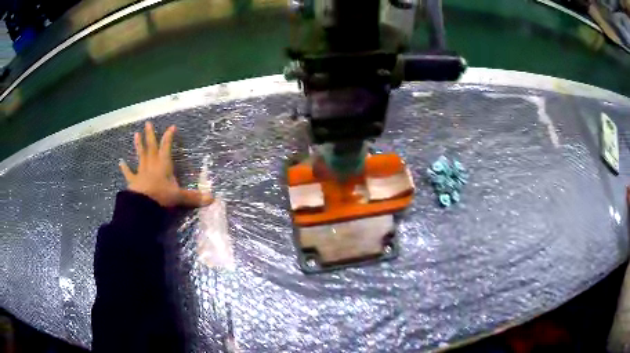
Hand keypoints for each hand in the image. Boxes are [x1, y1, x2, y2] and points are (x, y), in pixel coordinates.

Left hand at [119, 122, 212, 207]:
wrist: (143, 205)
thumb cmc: (161, 197)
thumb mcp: (179, 197)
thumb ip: (194, 197)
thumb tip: (212, 199)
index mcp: (163, 165)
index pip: (166, 147)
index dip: (169, 137)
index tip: (172, 127)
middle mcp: (152, 164)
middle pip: (151, 147)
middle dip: (150, 135)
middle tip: (147, 123)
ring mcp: (141, 172)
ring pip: (140, 155)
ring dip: (138, 145)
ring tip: (135, 134)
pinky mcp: (133, 181)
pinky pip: (128, 173)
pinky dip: (125, 168)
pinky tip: (120, 162)